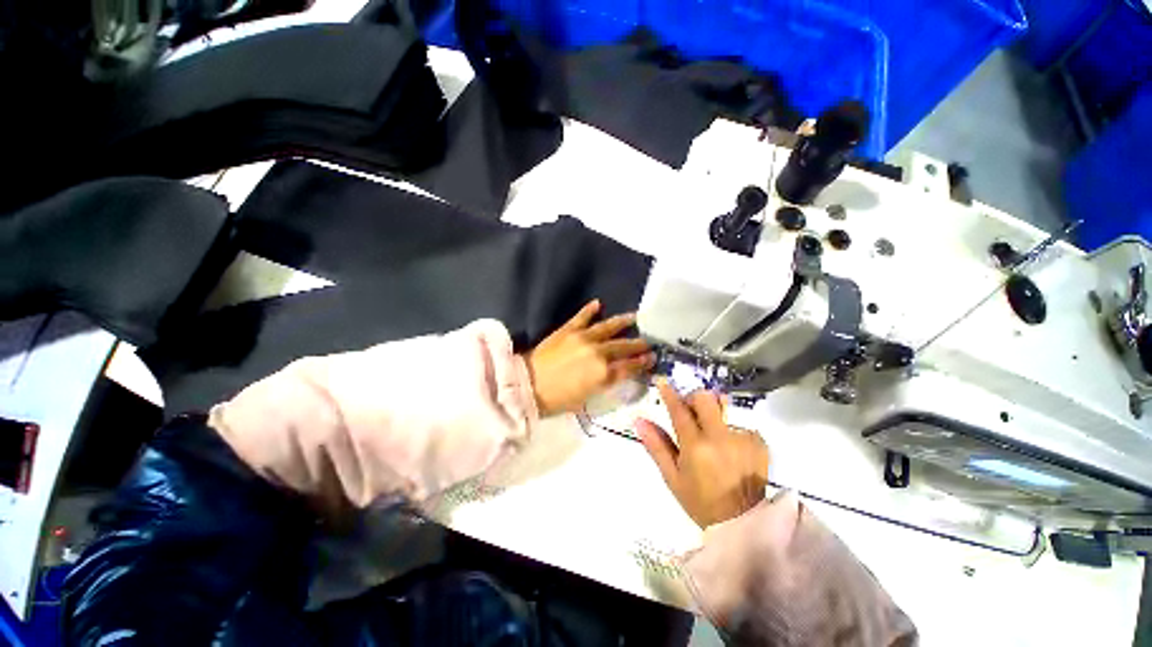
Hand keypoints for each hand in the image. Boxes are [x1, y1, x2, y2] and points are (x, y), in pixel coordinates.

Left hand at [525, 300, 654, 416]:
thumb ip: (604, 383)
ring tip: (635, 317)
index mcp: (603, 373)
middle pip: (623, 347)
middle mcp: (598, 352)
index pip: (629, 367)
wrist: (527, 385)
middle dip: (638, 344)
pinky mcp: (568, 329)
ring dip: (623, 322)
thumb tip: (615, 374)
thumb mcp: (586, 398)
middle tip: (649, 341)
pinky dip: (590, 310)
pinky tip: (598, 303)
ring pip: (608, 327)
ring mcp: (583, 338)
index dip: (643, 362)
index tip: (653, 357)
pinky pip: (582, 317)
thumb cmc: (557, 399)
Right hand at [637, 381, 769, 527]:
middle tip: (689, 414)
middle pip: (705, 398)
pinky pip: (739, 423)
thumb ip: (656, 446)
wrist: (744, 524)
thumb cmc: (700, 502)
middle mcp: (720, 437)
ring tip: (713, 439)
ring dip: (712, 415)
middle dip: (694, 400)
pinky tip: (731, 451)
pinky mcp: (759, 443)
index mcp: (696, 447)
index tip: (662, 381)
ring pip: (723, 408)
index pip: (679, 410)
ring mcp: (743, 438)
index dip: (669, 393)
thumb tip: (640, 421)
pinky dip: (730, 431)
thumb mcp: (672, 477)